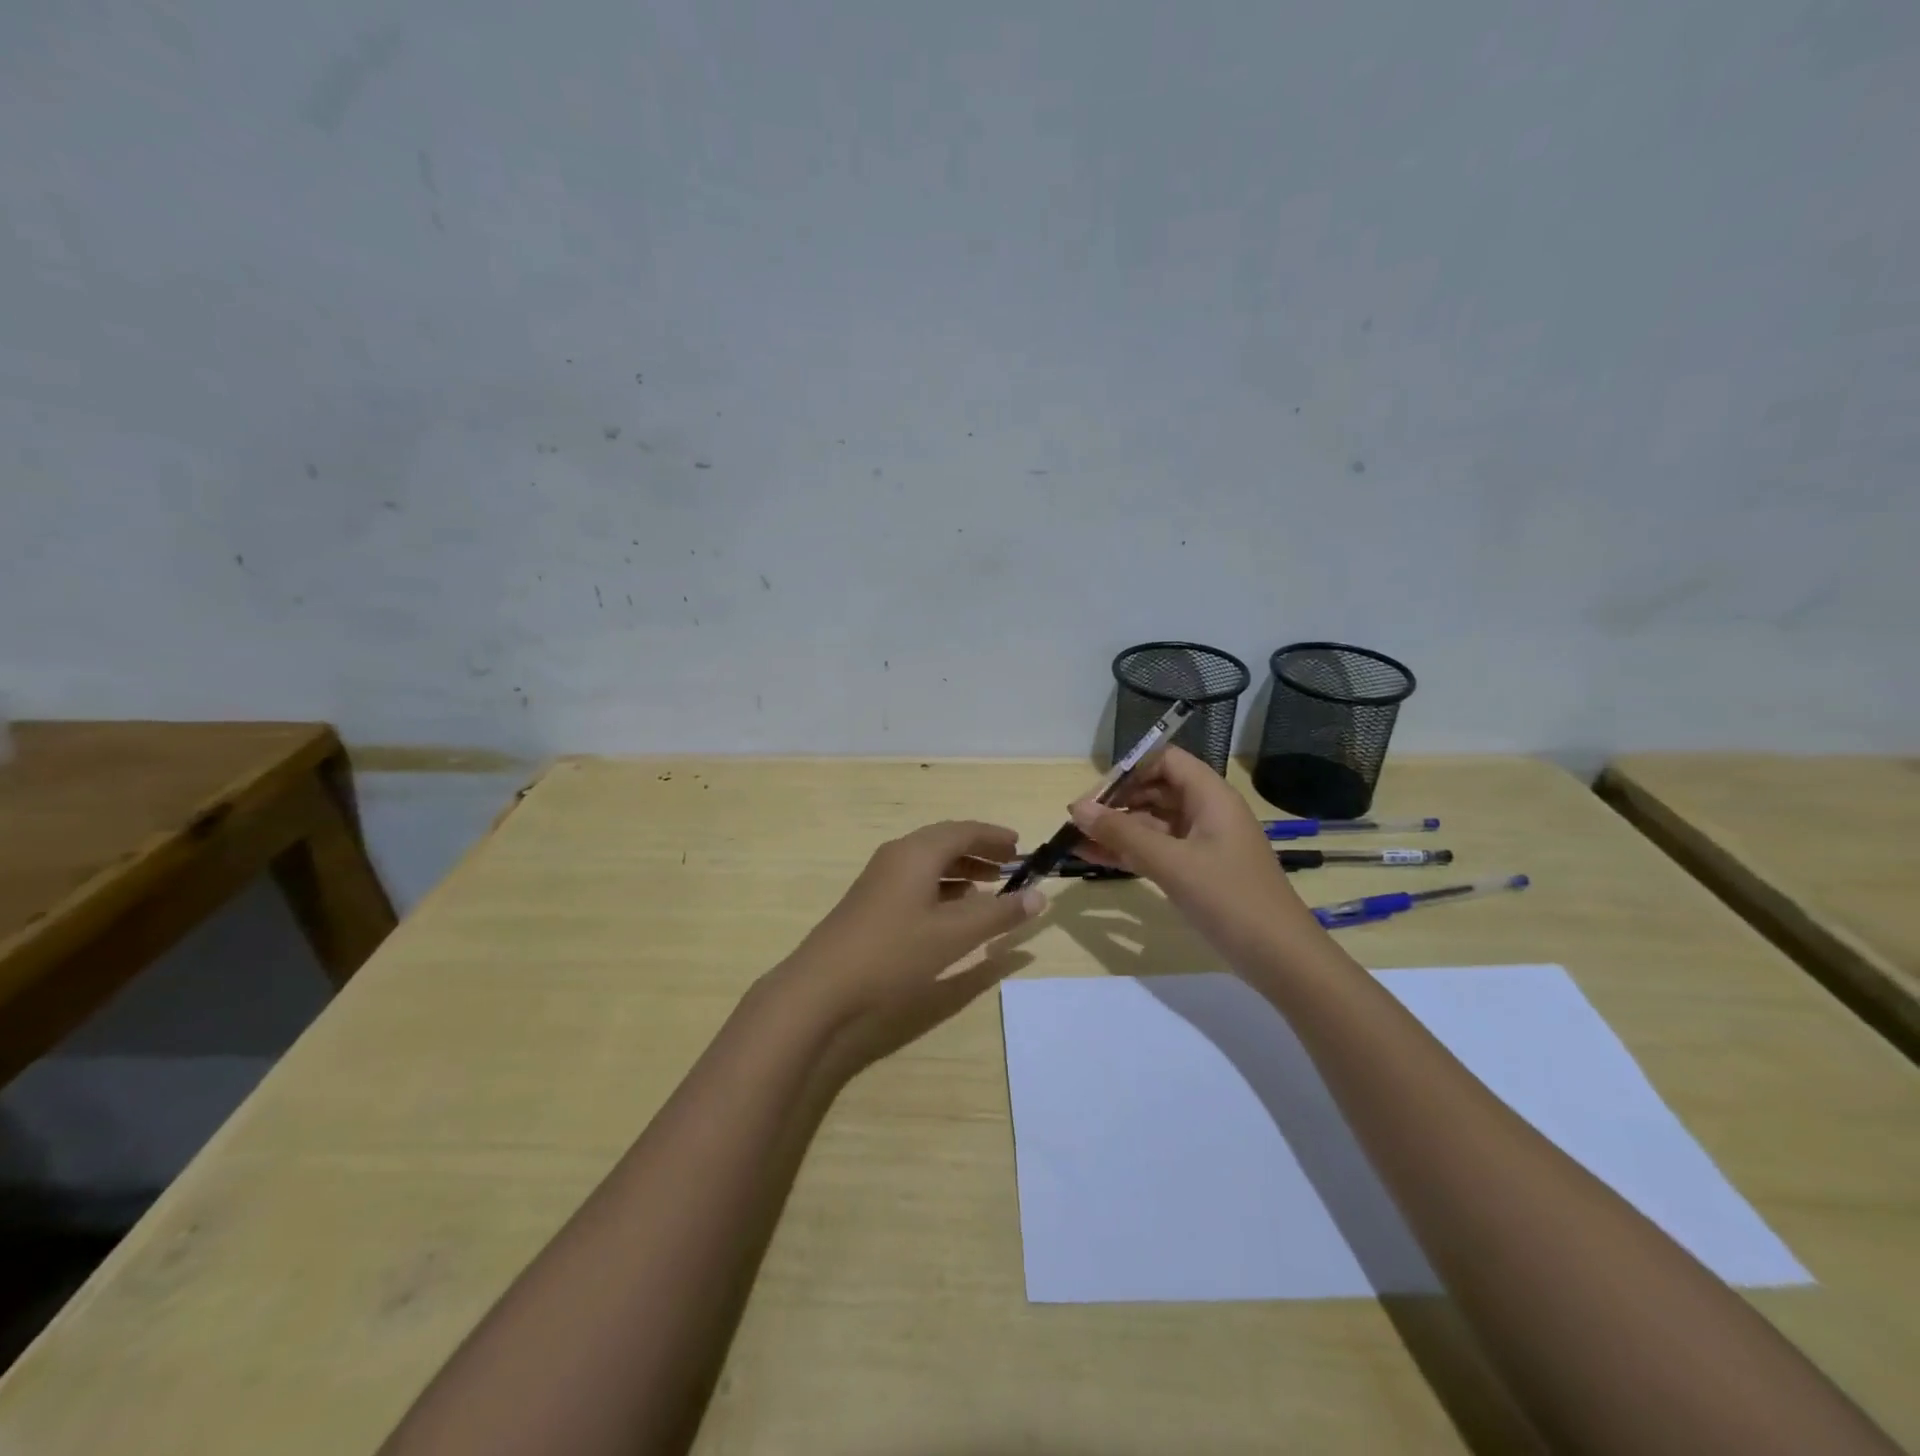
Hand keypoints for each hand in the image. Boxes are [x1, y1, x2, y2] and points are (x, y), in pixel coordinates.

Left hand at [768, 821, 1044, 1073]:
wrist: (821, 986)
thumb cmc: (893, 953)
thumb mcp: (954, 935)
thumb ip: (999, 914)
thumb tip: (1039, 896)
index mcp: (917, 852)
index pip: (964, 831)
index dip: (994, 837)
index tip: (1020, 847)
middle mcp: (897, 855)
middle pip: (945, 842)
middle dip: (979, 852)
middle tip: (1009, 866)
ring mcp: (880, 878)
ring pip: (929, 863)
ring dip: (961, 871)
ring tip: (989, 889)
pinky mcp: (871, 902)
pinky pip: (915, 881)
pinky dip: (942, 887)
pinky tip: (953, 911)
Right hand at [1068, 747, 1314, 969]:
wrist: (1280, 958)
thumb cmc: (1229, 899)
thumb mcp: (1172, 864)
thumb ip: (1122, 834)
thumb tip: (1076, 809)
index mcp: (1211, 796)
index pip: (1164, 760)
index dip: (1129, 770)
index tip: (1096, 794)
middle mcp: (1206, 812)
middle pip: (1154, 791)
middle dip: (1116, 802)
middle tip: (1078, 821)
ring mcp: (1202, 844)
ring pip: (1152, 824)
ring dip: (1117, 830)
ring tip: (1075, 840)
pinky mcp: (1197, 871)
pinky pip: (1156, 850)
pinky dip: (1129, 852)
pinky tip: (1094, 858)